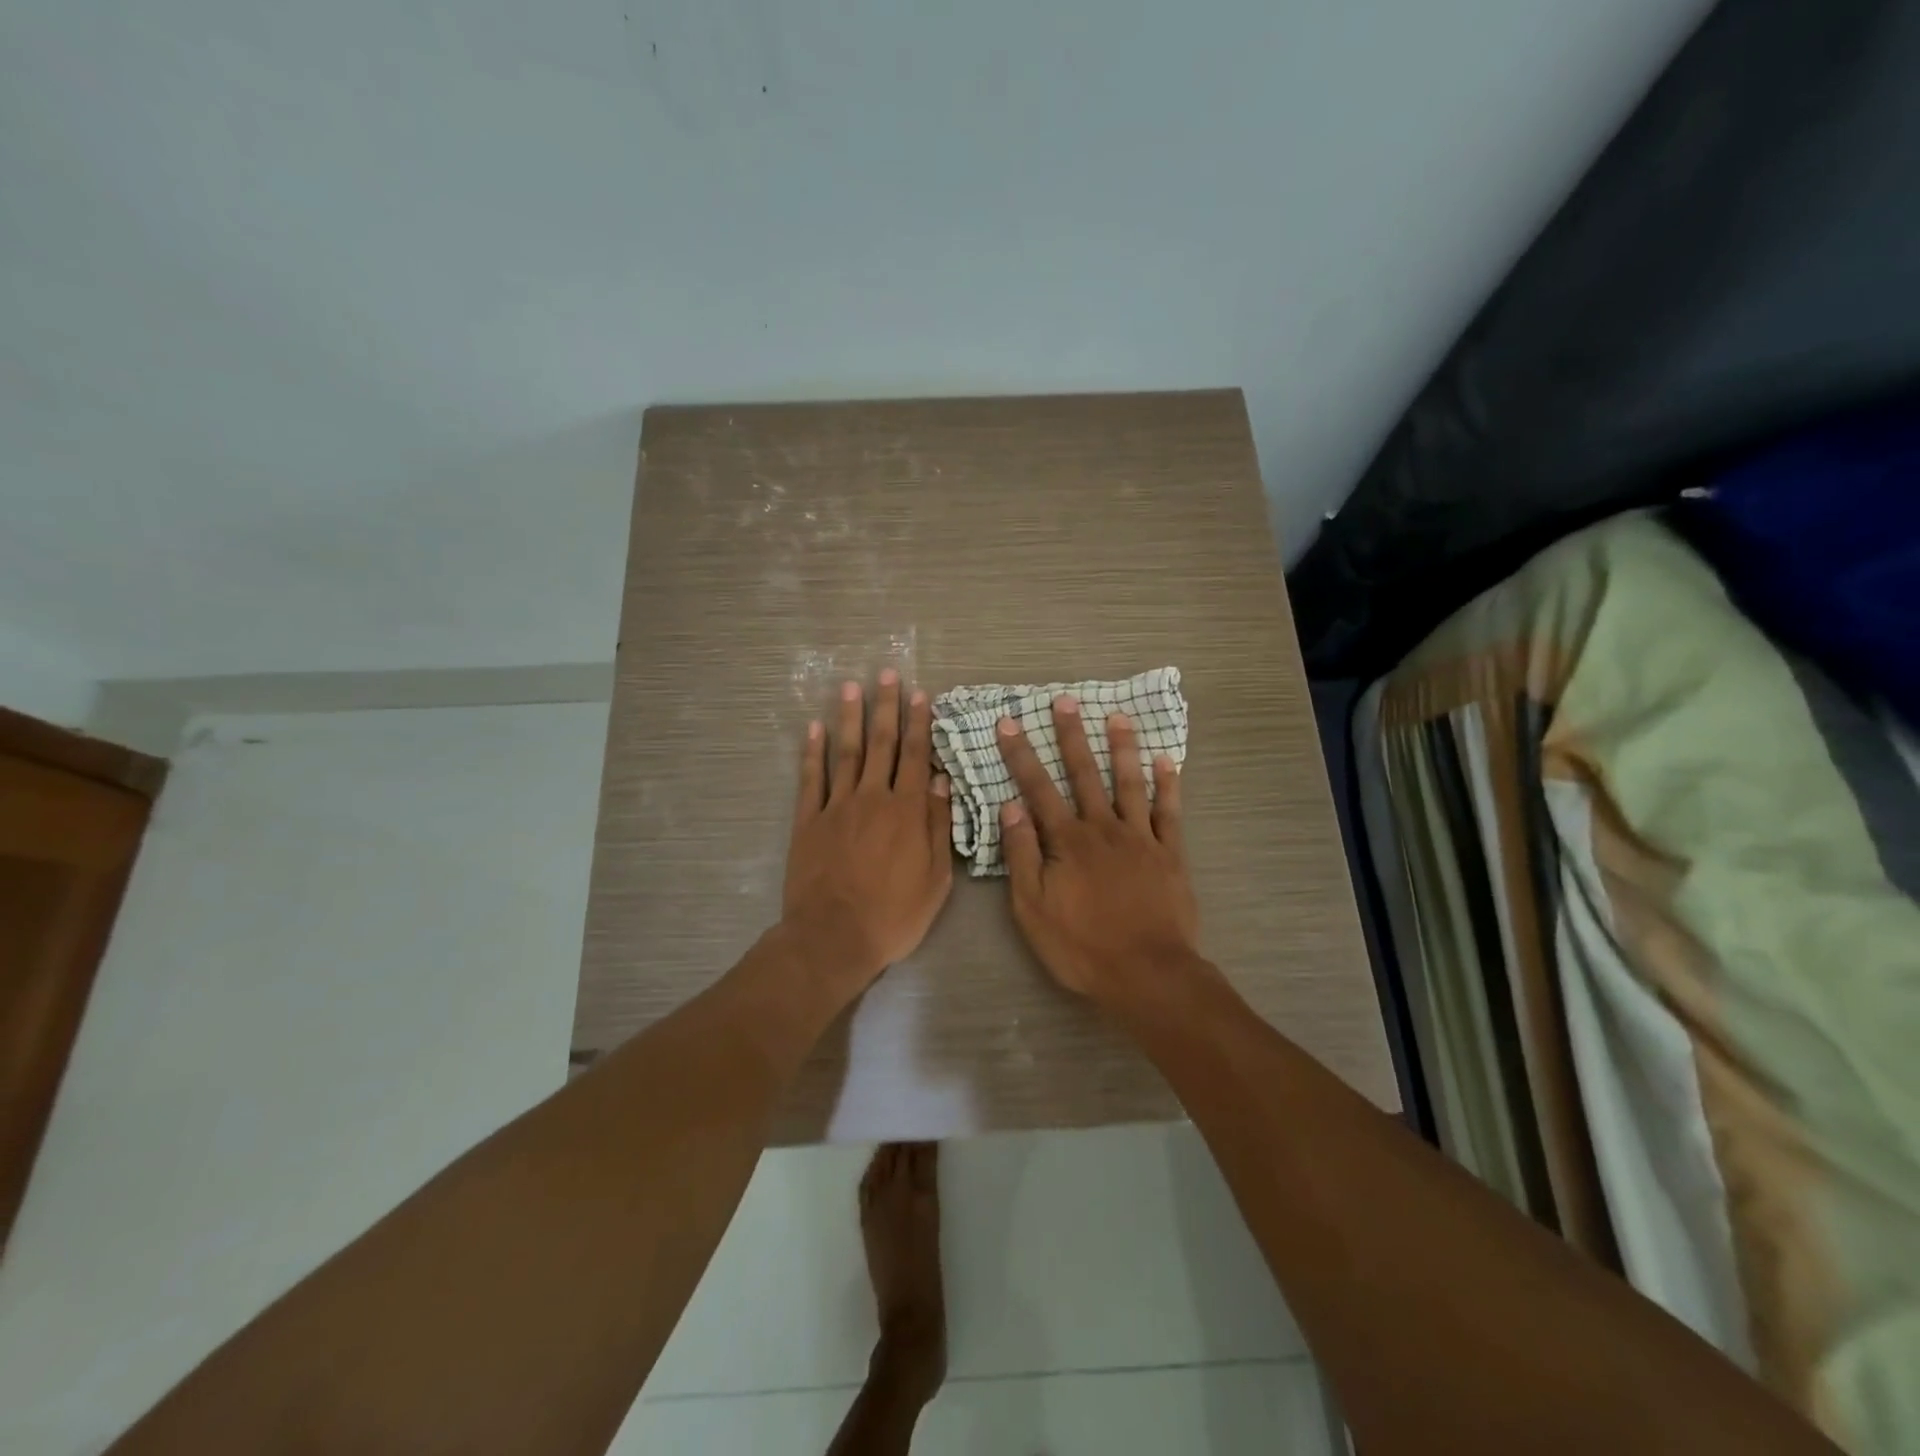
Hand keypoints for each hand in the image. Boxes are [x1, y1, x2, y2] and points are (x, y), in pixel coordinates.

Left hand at [783, 671, 954, 996]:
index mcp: (907, 811)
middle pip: (882, 744)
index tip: (921, 694)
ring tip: (851, 687)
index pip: (916, 757)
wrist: (834, 937)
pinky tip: (813, 729)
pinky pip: (810, 779)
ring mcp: (836, 807)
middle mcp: (873, 798)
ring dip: (850, 718)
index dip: (920, 723)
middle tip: (886, 674)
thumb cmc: (894, 914)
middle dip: (886, 707)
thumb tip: (942, 782)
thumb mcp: (936, 878)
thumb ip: (938, 826)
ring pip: (846, 753)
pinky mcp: (807, 821)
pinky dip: (812, 752)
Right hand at [994, 697, 1201, 1001]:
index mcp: (1067, 841)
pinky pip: (1169, 812)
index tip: (1008, 723)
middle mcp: (1103, 828)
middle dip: (1072, 735)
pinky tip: (1167, 762)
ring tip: (1117, 716)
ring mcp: (1140, 838)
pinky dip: (1168, 785)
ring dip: (1122, 748)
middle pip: (1084, 774)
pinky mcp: (1169, 854)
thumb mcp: (1033, 907)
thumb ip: (1022, 855)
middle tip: (1065, 701)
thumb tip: (1010, 807)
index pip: (1037, 788)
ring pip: (1129, 783)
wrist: (1147, 973)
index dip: (1020, 755)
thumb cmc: (1081, 946)